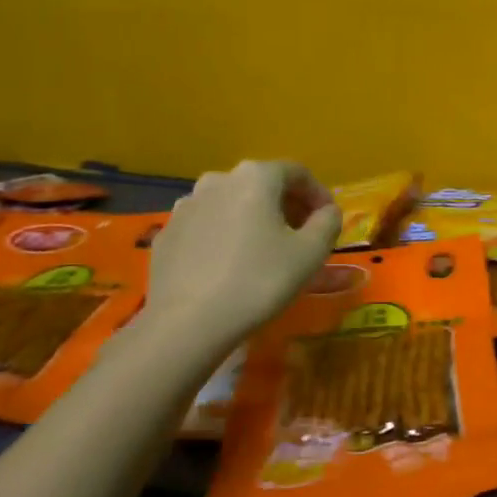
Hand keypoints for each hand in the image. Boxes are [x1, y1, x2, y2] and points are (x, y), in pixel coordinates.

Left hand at [146, 161, 341, 342]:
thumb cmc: (259, 280)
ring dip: (255, 220)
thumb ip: (328, 222)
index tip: (328, 221)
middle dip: (287, 207)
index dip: (319, 195)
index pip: (298, 173)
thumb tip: (327, 212)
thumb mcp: (311, 252)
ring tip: (267, 252)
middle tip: (303, 237)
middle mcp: (218, 180)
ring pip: (233, 204)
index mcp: (255, 177)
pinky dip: (227, 236)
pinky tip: (232, 266)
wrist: (187, 323)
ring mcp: (186, 206)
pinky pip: (208, 226)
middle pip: (263, 185)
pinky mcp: (167, 234)